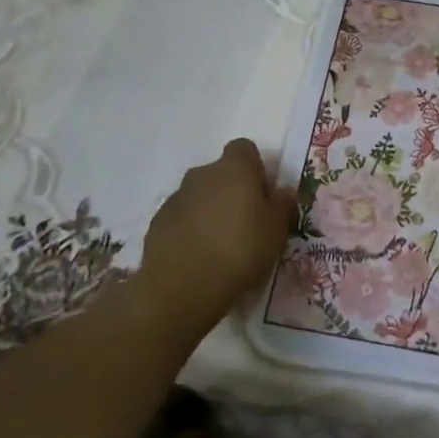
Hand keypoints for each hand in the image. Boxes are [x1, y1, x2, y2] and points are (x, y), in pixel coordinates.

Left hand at [136, 139, 293, 329]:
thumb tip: (281, 191)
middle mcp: (202, 174)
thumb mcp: (276, 230)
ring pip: (199, 196)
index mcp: (234, 169)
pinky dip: (189, 230)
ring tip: (220, 247)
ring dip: (209, 211)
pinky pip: (180, 218)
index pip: (244, 149)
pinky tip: (198, 258)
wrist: (181, 288)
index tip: (262, 196)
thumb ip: (282, 204)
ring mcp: (175, 198)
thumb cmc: (240, 251)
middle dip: (231, 192)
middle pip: (220, 173)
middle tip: (245, 224)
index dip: (255, 168)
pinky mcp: (157, 223)